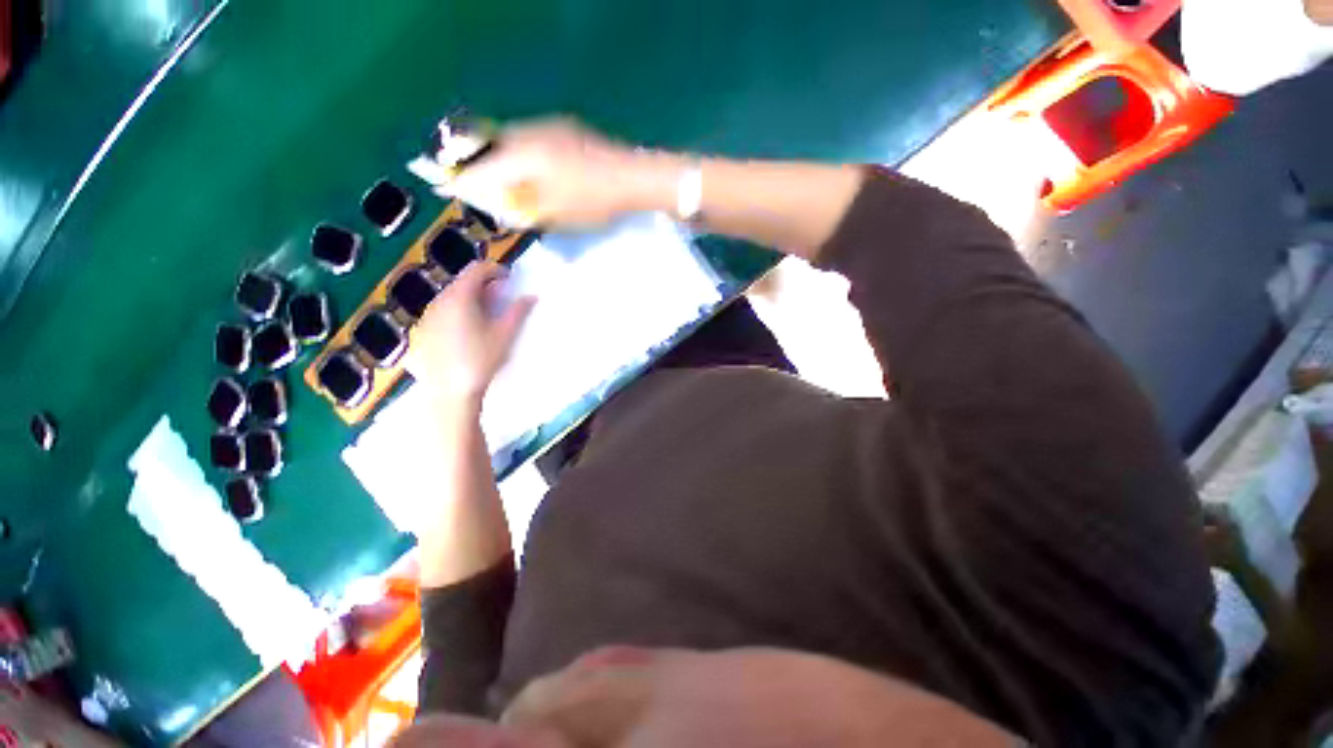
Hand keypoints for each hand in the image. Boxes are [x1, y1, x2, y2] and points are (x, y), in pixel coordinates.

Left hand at [405, 261, 534, 407]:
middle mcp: (439, 300)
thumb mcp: (505, 334)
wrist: (451, 391)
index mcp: (460, 297)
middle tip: (500, 300)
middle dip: (483, 286)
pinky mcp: (421, 330)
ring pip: (450, 297)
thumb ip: (518, 311)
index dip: (495, 270)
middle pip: (462, 282)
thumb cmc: (482, 359)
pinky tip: (466, 332)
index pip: (477, 270)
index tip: (509, 280)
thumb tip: (531, 296)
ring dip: (469, 299)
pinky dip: (456, 312)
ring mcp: (427, 315)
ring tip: (484, 317)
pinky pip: (441, 312)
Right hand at [441, 118, 681, 229]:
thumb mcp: (556, 213)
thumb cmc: (594, 201)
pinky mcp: (563, 128)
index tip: (443, 186)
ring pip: (509, 140)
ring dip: (498, 159)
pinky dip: (519, 155)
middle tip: (469, 183)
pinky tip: (526, 170)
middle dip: (476, 165)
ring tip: (497, 180)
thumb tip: (499, 204)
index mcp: (524, 156)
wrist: (632, 177)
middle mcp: (529, 133)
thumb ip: (523, 206)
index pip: (482, 167)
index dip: (462, 180)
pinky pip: (528, 139)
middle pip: (490, 147)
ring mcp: (548, 127)